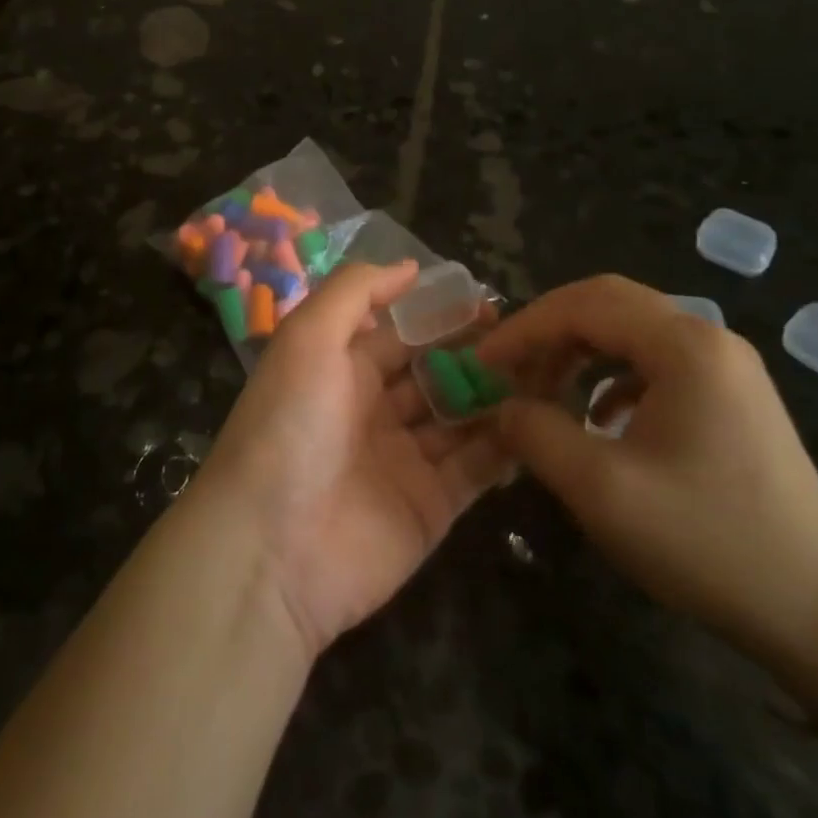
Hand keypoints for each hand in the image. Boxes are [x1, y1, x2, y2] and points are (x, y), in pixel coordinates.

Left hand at [198, 261, 510, 657]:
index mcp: (342, 367)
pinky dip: (505, 445)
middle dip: (475, 353)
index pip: (401, 331)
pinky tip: (539, 421)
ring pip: (460, 416)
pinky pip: (476, 468)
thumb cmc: (289, 425)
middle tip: (527, 338)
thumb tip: (410, 267)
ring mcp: (404, 459)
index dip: (441, 315)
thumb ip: (356, 292)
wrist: (271, 549)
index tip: (488, 301)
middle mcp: (373, 409)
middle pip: (435, 372)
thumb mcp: (308, 337)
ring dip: (497, 394)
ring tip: (546, 371)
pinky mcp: (431, 506)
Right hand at [478, 275, 817, 705]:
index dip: (524, 327)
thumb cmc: (708, 542)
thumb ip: (537, 433)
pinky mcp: (731, 396)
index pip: (583, 305)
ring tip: (543, 389)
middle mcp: (708, 338)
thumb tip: (503, 405)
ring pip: (631, 330)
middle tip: (508, 366)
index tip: (483, 362)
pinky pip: (655, 361)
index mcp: (684, 345)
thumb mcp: (602, 490)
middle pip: (608, 303)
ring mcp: (726, 366)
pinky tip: (598, 415)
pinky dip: (611, 373)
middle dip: (548, 329)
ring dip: (578, 349)